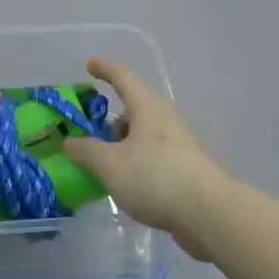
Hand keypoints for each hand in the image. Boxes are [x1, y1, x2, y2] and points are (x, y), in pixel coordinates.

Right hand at [62, 57, 232, 260]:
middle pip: (132, 110)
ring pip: (140, 136)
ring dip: (119, 144)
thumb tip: (70, 142)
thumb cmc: (155, 176)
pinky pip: (149, 158)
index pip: (123, 78)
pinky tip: (121, 182)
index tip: (89, 65)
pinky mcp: (183, 170)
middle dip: (108, 119)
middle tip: (85, 131)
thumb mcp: (109, 163)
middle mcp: (164, 120)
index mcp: (147, 107)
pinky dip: (132, 163)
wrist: (208, 213)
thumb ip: (85, 150)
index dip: (105, 69)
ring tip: (98, 163)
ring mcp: (177, 145)